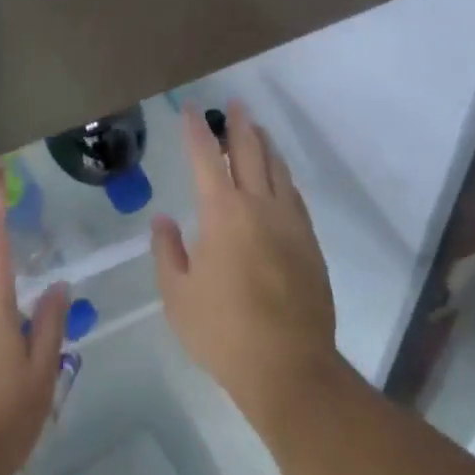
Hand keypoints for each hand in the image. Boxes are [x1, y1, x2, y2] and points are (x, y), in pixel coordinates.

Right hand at [151, 103, 339, 430]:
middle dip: (239, 125)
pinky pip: (294, 196)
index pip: (205, 157)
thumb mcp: (177, 296)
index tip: (190, 109)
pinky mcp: (310, 244)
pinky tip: (280, 177)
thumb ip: (167, 252)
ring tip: (257, 130)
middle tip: (234, 104)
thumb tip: (164, 221)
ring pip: (277, 169)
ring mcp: (289, 223)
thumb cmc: (224, 332)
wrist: (290, 369)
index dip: (196, 129)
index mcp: (222, 213)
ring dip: (265, 145)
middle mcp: (258, 206)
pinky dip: (283, 176)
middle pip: (249, 152)